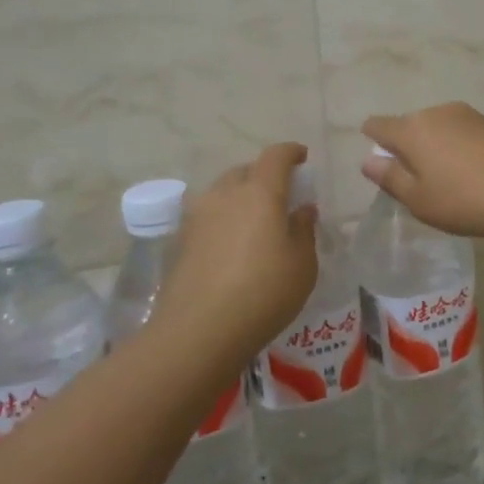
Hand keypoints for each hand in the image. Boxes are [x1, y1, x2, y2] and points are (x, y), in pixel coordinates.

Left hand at [155, 143, 318, 358]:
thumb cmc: (263, 293)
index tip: (302, 157)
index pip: (276, 156)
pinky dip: (223, 220)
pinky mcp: (180, 241)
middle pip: (246, 171)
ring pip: (222, 192)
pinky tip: (231, 247)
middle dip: (264, 175)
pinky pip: (207, 217)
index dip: (291, 152)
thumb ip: (304, 230)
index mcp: (260, 192)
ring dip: (240, 197)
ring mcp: (197, 217)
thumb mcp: (302, 264)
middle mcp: (225, 194)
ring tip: (254, 221)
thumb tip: (302, 209)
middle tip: (281, 195)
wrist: (198, 331)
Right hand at [360, 103, 483, 244]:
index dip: (373, 140)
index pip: (378, 125)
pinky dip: (455, 148)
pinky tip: (470, 173)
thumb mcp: (419, 199)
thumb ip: (390, 177)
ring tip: (447, 181)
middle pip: (409, 125)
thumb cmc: (465, 200)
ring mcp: (466, 115)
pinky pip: (459, 132)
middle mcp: (436, 112)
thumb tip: (368, 159)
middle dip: (406, 148)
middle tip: (417, 183)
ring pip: (435, 128)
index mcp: (412, 129)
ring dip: (432, 147)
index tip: (382, 164)